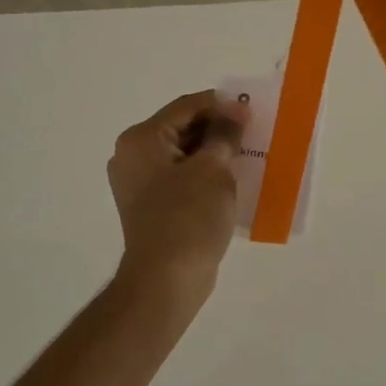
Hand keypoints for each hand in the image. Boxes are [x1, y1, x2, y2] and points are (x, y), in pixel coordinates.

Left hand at [108, 91, 251, 305]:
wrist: (166, 280)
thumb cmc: (188, 216)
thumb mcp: (213, 169)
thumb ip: (225, 133)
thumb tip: (236, 109)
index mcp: (141, 139)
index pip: (185, 107)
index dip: (221, 105)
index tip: (252, 110)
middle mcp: (132, 156)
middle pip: (181, 128)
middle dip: (217, 128)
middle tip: (252, 131)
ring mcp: (139, 183)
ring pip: (183, 153)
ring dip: (213, 151)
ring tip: (246, 153)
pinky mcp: (151, 206)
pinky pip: (181, 177)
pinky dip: (204, 173)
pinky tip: (231, 179)